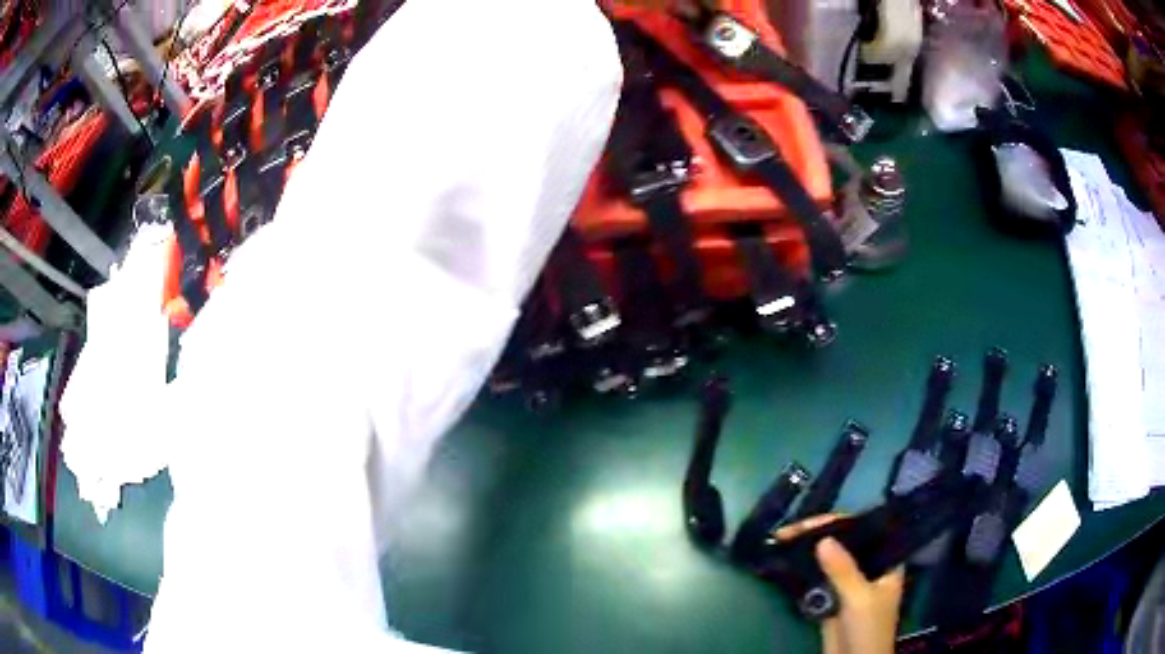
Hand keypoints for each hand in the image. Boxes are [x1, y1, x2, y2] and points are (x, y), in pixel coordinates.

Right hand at [775, 515, 904, 653]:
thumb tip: (823, 539)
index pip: (864, 530)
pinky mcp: (832, 600)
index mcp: (885, 562)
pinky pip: (818, 580)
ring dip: (807, 553)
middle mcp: (868, 568)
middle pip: (844, 544)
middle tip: (787, 531)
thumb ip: (843, 570)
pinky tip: (787, 562)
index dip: (837, 523)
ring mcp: (849, 585)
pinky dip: (803, 572)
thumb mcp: (859, 599)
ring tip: (782, 541)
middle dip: (817, 536)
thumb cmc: (868, 629)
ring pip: (828, 561)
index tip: (808, 523)